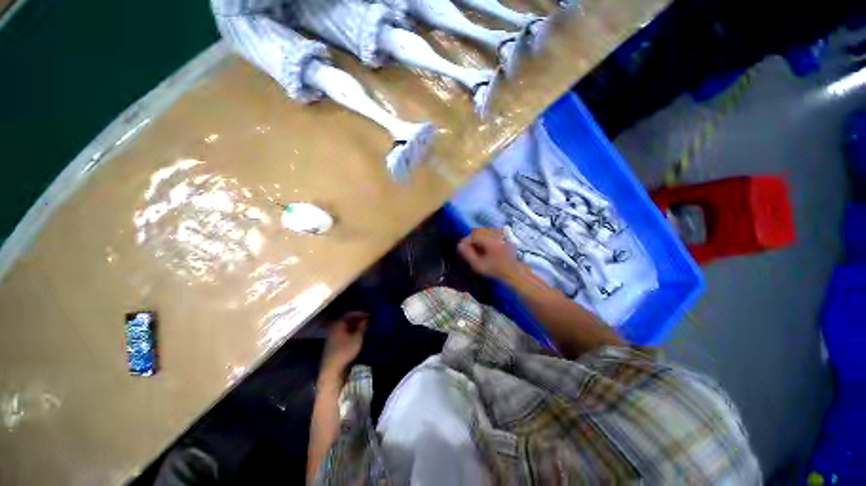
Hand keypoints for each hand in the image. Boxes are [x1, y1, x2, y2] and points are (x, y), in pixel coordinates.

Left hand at [320, 312, 367, 379]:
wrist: (332, 369)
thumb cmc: (345, 351)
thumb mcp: (357, 337)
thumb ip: (363, 326)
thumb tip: (367, 318)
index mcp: (338, 323)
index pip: (350, 313)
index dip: (360, 312)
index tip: (369, 314)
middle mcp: (334, 326)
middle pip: (347, 318)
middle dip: (358, 318)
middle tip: (368, 319)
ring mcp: (332, 334)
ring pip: (345, 325)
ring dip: (355, 324)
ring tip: (364, 326)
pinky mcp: (333, 342)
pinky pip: (343, 331)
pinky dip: (351, 330)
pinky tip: (357, 333)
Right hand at [457, 228, 522, 280]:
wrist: (514, 273)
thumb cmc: (496, 270)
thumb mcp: (479, 265)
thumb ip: (468, 254)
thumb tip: (459, 245)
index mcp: (489, 240)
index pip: (473, 234)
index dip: (465, 240)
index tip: (460, 248)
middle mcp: (495, 235)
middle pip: (478, 233)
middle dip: (471, 240)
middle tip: (467, 251)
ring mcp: (500, 237)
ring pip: (484, 234)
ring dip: (477, 241)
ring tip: (474, 252)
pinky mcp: (502, 240)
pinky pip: (489, 237)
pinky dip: (484, 242)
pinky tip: (484, 252)